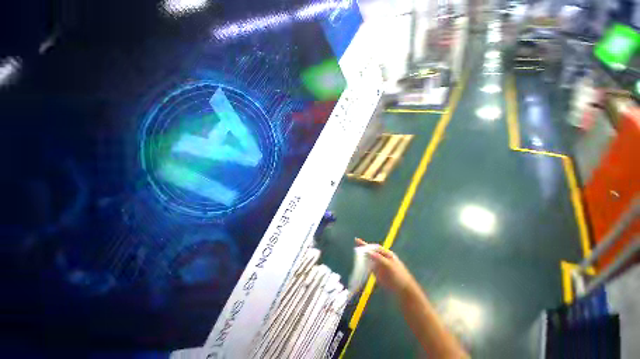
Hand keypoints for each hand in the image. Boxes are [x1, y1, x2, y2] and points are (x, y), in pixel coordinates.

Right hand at [355, 238, 414, 294]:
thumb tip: (368, 252)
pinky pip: (368, 267)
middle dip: (362, 250)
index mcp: (386, 254)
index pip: (374, 248)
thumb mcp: (390, 266)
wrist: (403, 290)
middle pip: (370, 252)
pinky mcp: (376, 273)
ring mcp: (378, 265)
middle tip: (355, 247)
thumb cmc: (399, 276)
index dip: (366, 245)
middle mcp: (381, 258)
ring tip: (354, 255)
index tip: (357, 241)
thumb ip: (379, 258)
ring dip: (362, 258)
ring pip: (368, 259)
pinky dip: (363, 266)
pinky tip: (358, 265)